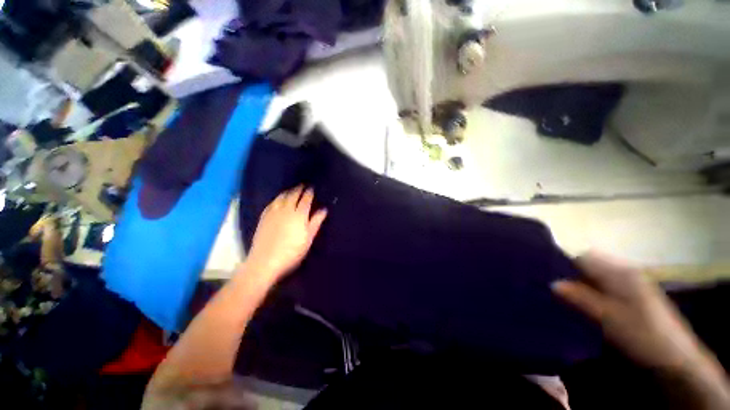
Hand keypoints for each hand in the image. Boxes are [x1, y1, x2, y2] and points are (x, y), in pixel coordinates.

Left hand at [245, 186, 326, 285]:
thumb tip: (324, 209)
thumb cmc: (292, 251)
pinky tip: (278, 199)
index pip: (306, 200)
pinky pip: (271, 203)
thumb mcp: (308, 238)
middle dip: (299, 189)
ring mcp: (273, 212)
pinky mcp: (264, 217)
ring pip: (281, 197)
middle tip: (302, 185)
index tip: (311, 188)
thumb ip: (315, 222)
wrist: (265, 261)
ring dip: (288, 192)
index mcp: (299, 215)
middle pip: (293, 196)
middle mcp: (286, 210)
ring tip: (291, 190)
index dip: (309, 193)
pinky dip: (277, 198)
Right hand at [552, 252, 707, 371]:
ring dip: (584, 284)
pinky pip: (608, 285)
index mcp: (621, 272)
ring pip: (599, 276)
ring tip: (571, 298)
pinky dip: (595, 291)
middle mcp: (627, 272)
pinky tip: (592, 305)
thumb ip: (580, 298)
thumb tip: (552, 283)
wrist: (674, 358)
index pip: (585, 257)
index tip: (551, 276)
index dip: (566, 264)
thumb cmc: (640, 333)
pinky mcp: (637, 296)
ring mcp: (634, 283)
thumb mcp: (607, 317)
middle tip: (559, 289)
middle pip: (592, 264)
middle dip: (573, 274)